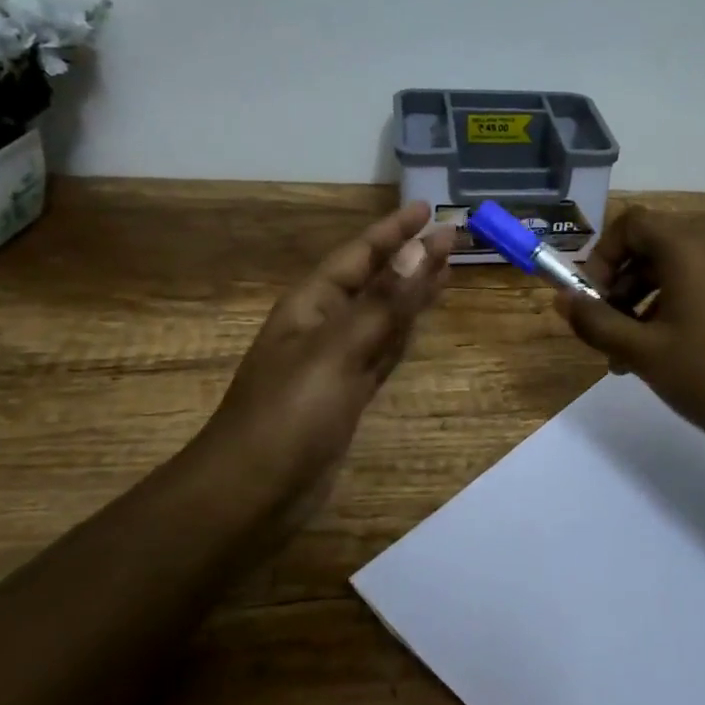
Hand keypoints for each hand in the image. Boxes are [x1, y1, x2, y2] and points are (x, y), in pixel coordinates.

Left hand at [202, 201, 455, 512]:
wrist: (252, 494)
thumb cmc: (288, 416)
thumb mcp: (337, 352)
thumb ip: (383, 303)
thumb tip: (420, 249)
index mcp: (311, 305)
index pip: (359, 255)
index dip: (392, 231)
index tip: (427, 209)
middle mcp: (324, 326)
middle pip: (374, 281)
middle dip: (409, 257)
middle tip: (451, 236)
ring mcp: (337, 363)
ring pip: (383, 316)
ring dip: (412, 293)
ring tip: (446, 269)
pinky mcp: (349, 395)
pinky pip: (384, 351)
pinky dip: (405, 334)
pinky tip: (421, 322)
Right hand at [552, 204, 704, 463]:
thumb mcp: (642, 352)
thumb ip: (595, 320)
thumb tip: (561, 299)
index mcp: (692, 245)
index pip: (632, 224)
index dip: (602, 256)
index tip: (592, 299)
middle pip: (657, 243)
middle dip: (624, 284)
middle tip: (611, 330)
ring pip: (684, 263)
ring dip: (651, 296)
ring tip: (637, 350)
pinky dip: (685, 298)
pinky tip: (677, 346)